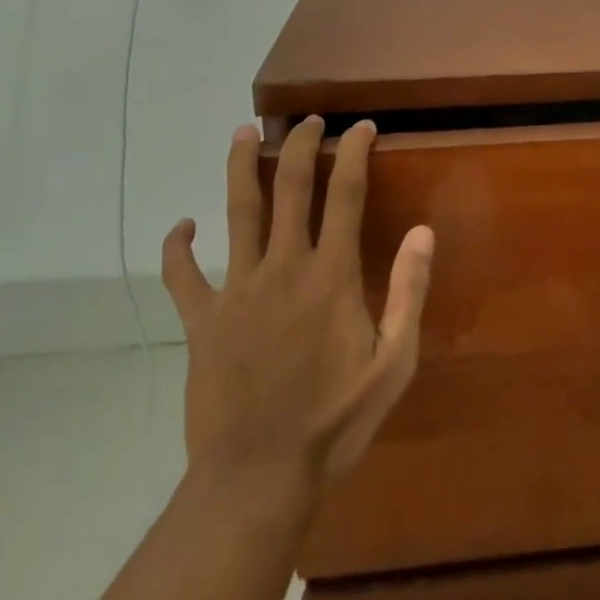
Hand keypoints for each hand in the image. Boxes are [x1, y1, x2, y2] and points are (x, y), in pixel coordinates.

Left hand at [161, 116, 434, 495]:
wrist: (257, 479)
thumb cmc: (335, 422)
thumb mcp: (393, 363)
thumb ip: (409, 292)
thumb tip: (422, 231)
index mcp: (331, 275)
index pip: (346, 193)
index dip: (355, 152)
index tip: (362, 127)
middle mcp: (283, 267)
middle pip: (289, 186)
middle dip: (300, 144)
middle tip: (308, 120)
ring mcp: (236, 291)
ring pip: (236, 212)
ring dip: (239, 167)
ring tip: (241, 133)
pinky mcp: (201, 321)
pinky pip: (181, 276)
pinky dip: (177, 247)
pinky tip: (181, 227)